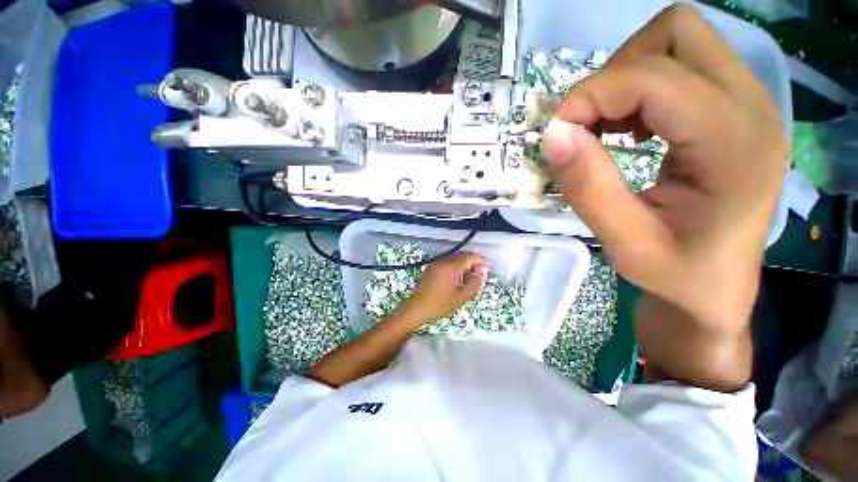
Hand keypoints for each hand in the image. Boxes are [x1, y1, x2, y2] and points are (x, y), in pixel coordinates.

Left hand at [395, 251, 487, 327]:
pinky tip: (456, 280)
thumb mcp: (461, 297)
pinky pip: (446, 263)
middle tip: (478, 274)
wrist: (416, 308)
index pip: (469, 256)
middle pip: (462, 256)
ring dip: (463, 265)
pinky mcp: (431, 269)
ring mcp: (435, 264)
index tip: (487, 267)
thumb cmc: (440, 304)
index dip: (480, 260)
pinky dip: (455, 267)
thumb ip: (474, 285)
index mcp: (451, 267)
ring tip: (468, 280)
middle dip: (472, 262)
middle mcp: (443, 261)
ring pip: (454, 259)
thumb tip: (481, 275)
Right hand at [541, 5, 786, 388]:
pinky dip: (634, 90)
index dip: (590, 98)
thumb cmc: (675, 278)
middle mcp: (747, 107)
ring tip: (597, 129)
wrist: (712, 292)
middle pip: (675, 35)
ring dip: (622, 80)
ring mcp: (741, 104)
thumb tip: (550, 139)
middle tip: (581, 124)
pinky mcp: (725, 113)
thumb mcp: (623, 240)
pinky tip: (619, 131)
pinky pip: (674, 69)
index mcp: (732, 143)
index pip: (652, 79)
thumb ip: (585, 184)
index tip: (551, 134)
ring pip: (676, 43)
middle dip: (613, 74)